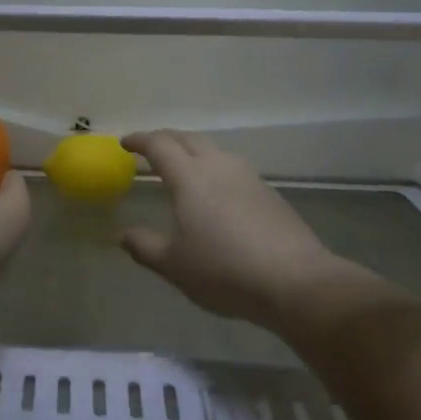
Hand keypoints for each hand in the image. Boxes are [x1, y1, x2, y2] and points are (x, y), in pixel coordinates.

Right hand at [119, 129, 341, 327]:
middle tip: (150, 149)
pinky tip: (216, 192)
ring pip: (214, 150)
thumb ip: (145, 246)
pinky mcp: (268, 193)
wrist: (295, 281)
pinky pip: (232, 168)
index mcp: (189, 176)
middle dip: (165, 139)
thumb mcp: (174, 264)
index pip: (159, 145)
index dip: (139, 140)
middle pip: (187, 138)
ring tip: (182, 167)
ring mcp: (247, 177)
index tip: (125, 143)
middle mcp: (218, 166)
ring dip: (192, 151)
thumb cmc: (224, 270)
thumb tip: (125, 234)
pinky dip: (214, 169)